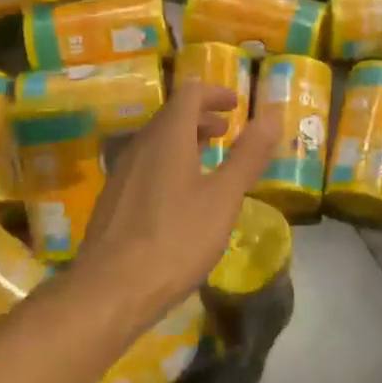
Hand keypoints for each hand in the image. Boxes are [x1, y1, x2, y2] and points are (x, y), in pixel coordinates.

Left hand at [74, 79, 279, 316]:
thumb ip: (247, 156)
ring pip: (157, 142)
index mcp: (168, 137)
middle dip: (202, 117)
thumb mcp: (223, 198)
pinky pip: (146, 165)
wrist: (111, 289)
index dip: (215, 93)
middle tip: (227, 131)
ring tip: (209, 161)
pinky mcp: (114, 200)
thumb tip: (270, 115)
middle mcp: (140, 146)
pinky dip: (169, 163)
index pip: (189, 93)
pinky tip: (181, 197)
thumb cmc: (175, 239)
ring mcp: (122, 173)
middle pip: (171, 116)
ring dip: (185, 141)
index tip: (237, 105)